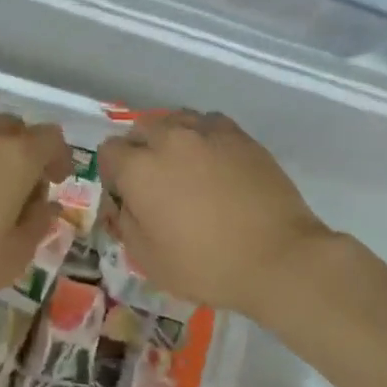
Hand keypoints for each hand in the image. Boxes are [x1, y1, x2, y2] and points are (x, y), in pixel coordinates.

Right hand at [98, 112, 330, 319]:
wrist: (277, 258)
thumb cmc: (206, 266)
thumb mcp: (148, 259)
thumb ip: (126, 223)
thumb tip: (125, 202)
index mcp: (140, 169)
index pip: (109, 151)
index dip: (112, 174)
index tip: (125, 195)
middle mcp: (170, 139)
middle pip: (141, 129)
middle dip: (140, 151)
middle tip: (155, 183)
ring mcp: (208, 132)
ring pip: (176, 121)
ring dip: (171, 138)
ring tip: (185, 167)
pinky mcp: (241, 136)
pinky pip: (210, 124)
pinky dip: (204, 137)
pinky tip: (214, 161)